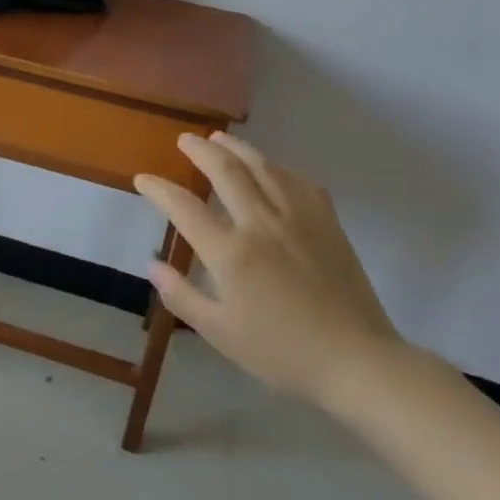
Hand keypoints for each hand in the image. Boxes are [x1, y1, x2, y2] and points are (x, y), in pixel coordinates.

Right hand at [134, 132, 405, 406]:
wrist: (356, 360)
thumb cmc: (282, 352)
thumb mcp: (220, 333)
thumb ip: (182, 296)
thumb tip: (152, 265)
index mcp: (231, 253)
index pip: (184, 208)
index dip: (159, 190)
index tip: (143, 179)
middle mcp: (262, 224)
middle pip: (226, 172)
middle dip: (200, 151)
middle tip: (185, 139)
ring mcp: (298, 218)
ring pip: (263, 167)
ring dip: (237, 148)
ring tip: (220, 138)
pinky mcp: (327, 222)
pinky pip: (299, 181)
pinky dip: (278, 167)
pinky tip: (272, 168)